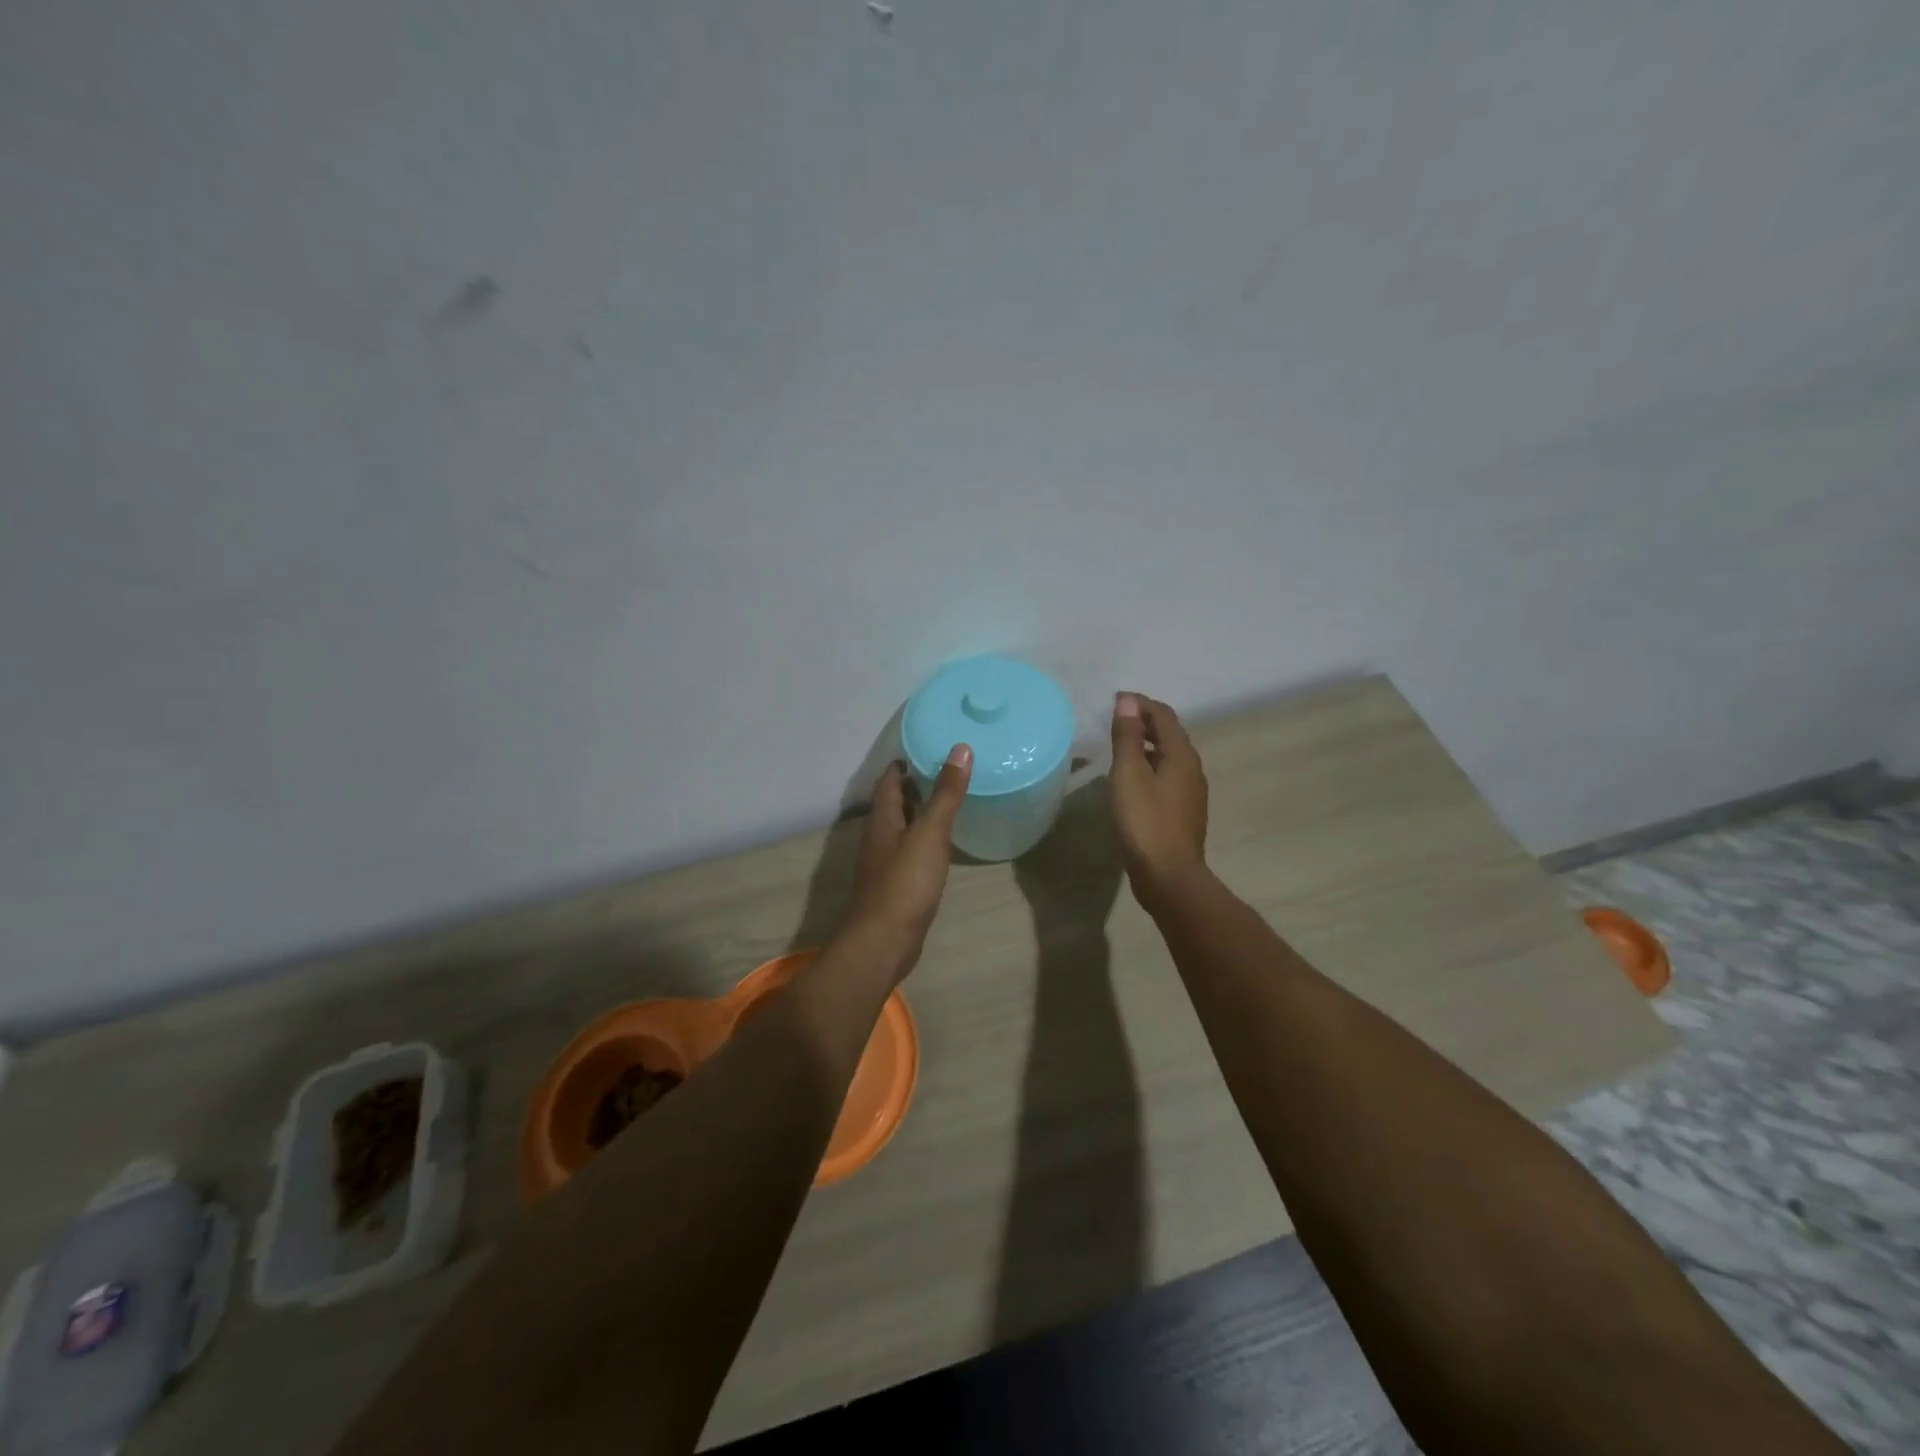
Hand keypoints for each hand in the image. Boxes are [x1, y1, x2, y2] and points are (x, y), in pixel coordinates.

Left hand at [836, 745, 972, 983]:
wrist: (884, 942)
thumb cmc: (905, 882)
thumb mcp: (930, 833)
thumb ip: (946, 793)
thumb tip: (960, 749)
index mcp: (883, 819)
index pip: (888, 780)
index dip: (904, 764)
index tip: (927, 750)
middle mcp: (879, 837)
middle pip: (894, 803)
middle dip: (914, 786)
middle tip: (945, 772)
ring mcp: (885, 863)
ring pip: (901, 828)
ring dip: (919, 813)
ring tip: (948, 802)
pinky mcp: (896, 886)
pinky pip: (909, 852)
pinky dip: (924, 840)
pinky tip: (942, 845)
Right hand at [1109, 693, 1208, 909]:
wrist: (1168, 876)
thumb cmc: (1145, 821)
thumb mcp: (1129, 774)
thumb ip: (1128, 736)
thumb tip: (1128, 701)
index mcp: (1181, 755)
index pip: (1164, 715)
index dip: (1140, 703)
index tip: (1115, 700)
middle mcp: (1192, 768)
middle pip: (1169, 734)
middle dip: (1144, 722)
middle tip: (1115, 720)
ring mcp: (1190, 793)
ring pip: (1168, 757)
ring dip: (1147, 745)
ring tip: (1120, 747)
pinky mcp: (1183, 812)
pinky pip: (1166, 777)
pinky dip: (1149, 767)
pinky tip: (1131, 781)